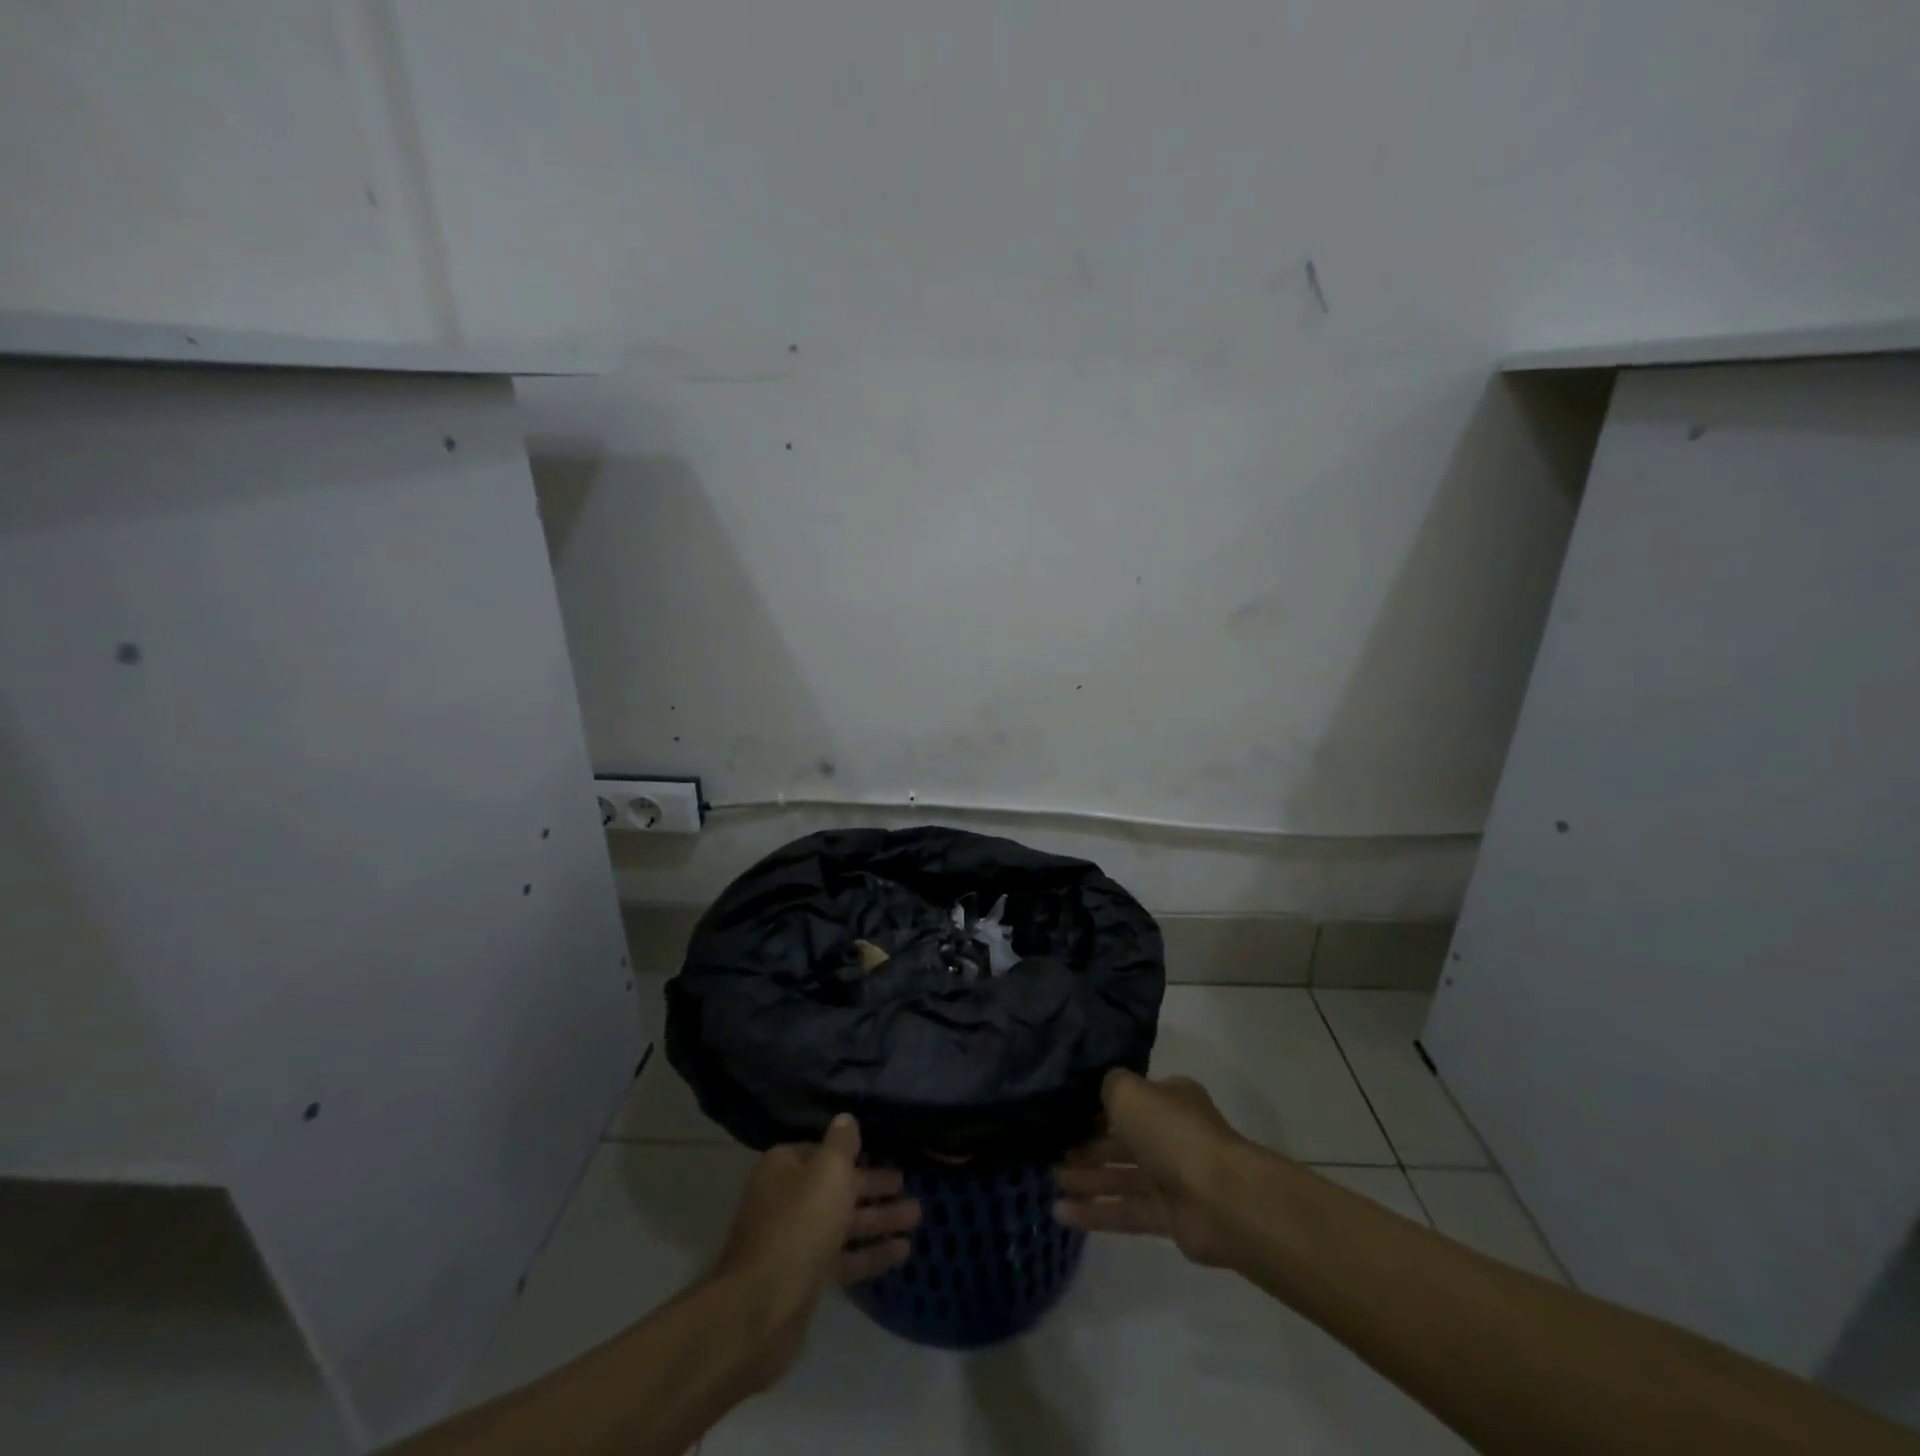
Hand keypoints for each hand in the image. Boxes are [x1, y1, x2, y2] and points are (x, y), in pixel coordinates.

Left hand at [709, 1114, 919, 1387]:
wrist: (761, 1309)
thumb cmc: (799, 1224)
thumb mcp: (828, 1171)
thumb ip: (842, 1143)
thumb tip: (846, 1119)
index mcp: (785, 1167)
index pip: (824, 1151)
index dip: (855, 1152)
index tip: (885, 1153)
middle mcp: (787, 1199)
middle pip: (837, 1187)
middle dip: (874, 1186)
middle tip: (909, 1184)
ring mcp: (795, 1241)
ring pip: (844, 1223)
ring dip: (879, 1219)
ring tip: (917, 1216)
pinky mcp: (805, 1279)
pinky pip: (843, 1258)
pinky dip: (870, 1253)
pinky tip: (903, 1252)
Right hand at [1053, 1070, 1244, 1267]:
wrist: (1220, 1198)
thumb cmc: (1172, 1132)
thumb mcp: (1130, 1092)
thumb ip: (1110, 1085)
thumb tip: (1102, 1090)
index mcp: (1170, 1100)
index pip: (1130, 1100)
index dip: (1097, 1106)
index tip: (1064, 1113)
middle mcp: (1171, 1135)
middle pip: (1123, 1139)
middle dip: (1088, 1145)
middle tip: (1051, 1150)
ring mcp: (1172, 1178)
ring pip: (1121, 1176)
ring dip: (1087, 1178)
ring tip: (1051, 1180)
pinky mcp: (1169, 1218)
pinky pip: (1125, 1211)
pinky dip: (1095, 1212)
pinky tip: (1061, 1213)